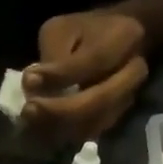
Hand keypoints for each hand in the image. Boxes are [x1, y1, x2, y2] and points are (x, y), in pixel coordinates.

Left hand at [22, 10, 149, 145]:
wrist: (113, 43)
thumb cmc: (83, 32)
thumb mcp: (63, 29)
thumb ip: (52, 55)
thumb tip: (32, 85)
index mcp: (124, 37)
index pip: (93, 62)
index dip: (60, 75)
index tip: (29, 80)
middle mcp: (134, 71)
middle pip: (100, 101)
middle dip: (60, 111)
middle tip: (28, 110)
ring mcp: (127, 98)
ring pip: (95, 123)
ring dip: (60, 127)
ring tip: (31, 121)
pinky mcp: (114, 118)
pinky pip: (88, 133)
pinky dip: (64, 134)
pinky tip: (42, 129)